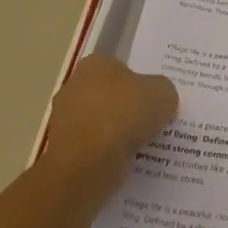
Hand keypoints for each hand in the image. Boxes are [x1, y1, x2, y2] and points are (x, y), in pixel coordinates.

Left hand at [36, 55, 177, 190]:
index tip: (155, 98)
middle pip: (110, 96)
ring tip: (145, 146)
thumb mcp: (163, 93)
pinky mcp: (64, 152)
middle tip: (153, 121)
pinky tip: (127, 162)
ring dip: (118, 134)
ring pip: (101, 124)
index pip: (121, 68)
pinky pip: (94, 149)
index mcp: (96, 64)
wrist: (87, 163)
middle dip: (128, 108)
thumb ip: (163, 91)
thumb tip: (159, 100)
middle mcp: (74, 87)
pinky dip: (108, 155)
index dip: (140, 82)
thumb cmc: (124, 115)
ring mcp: (65, 121)